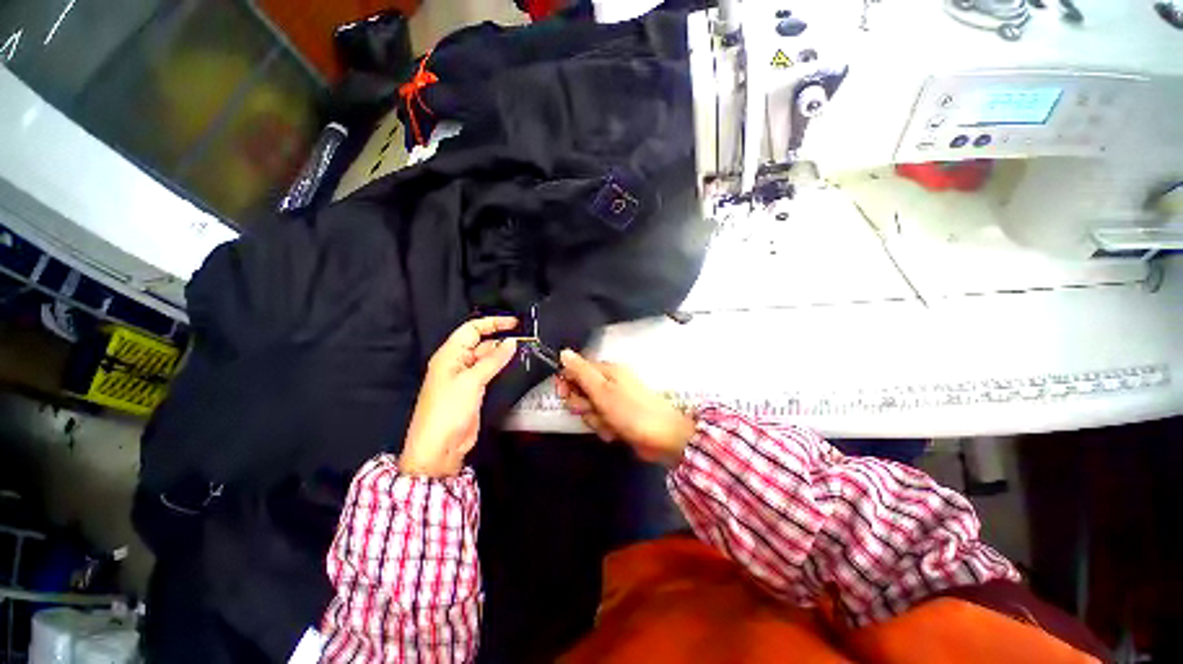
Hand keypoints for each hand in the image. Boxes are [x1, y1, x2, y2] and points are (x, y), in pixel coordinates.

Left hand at [400, 317, 518, 477]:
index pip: (472, 329)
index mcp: (450, 354)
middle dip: (501, 338)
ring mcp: (466, 378)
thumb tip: (512, 342)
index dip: (493, 323)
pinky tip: (516, 366)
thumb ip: (493, 360)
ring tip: (526, 350)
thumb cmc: (449, 409)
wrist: (439, 447)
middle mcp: (457, 362)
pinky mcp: (474, 391)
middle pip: (480, 342)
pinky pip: (489, 373)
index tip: (516, 324)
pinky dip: (502, 368)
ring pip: (487, 358)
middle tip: (526, 338)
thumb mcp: (471, 381)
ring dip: (503, 354)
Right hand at [556, 350, 695, 466]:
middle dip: (583, 405)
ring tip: (609, 424)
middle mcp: (609, 383)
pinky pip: (601, 421)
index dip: (567, 382)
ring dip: (595, 420)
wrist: (663, 437)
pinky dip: (605, 428)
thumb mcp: (602, 390)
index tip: (564, 395)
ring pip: (589, 410)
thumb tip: (564, 352)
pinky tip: (615, 433)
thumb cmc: (630, 411)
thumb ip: (581, 371)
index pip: (576, 370)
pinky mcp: (618, 417)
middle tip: (593, 409)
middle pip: (580, 391)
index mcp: (606, 371)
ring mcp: (614, 401)